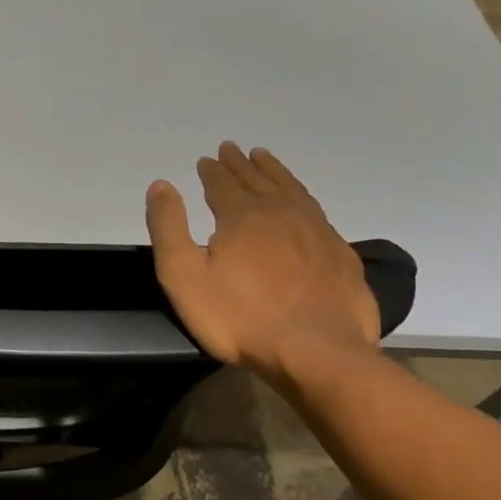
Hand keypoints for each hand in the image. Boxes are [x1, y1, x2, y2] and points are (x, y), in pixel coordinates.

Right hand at [145, 142, 378, 382]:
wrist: (316, 350)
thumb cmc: (238, 316)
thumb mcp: (184, 275)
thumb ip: (168, 228)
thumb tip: (161, 185)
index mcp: (242, 215)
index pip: (223, 183)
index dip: (212, 171)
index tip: (206, 159)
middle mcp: (282, 212)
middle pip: (258, 180)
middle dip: (241, 164)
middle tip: (232, 149)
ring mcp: (317, 231)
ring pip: (292, 190)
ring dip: (275, 172)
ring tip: (265, 159)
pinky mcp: (339, 254)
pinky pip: (316, 211)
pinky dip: (302, 197)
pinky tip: (301, 203)